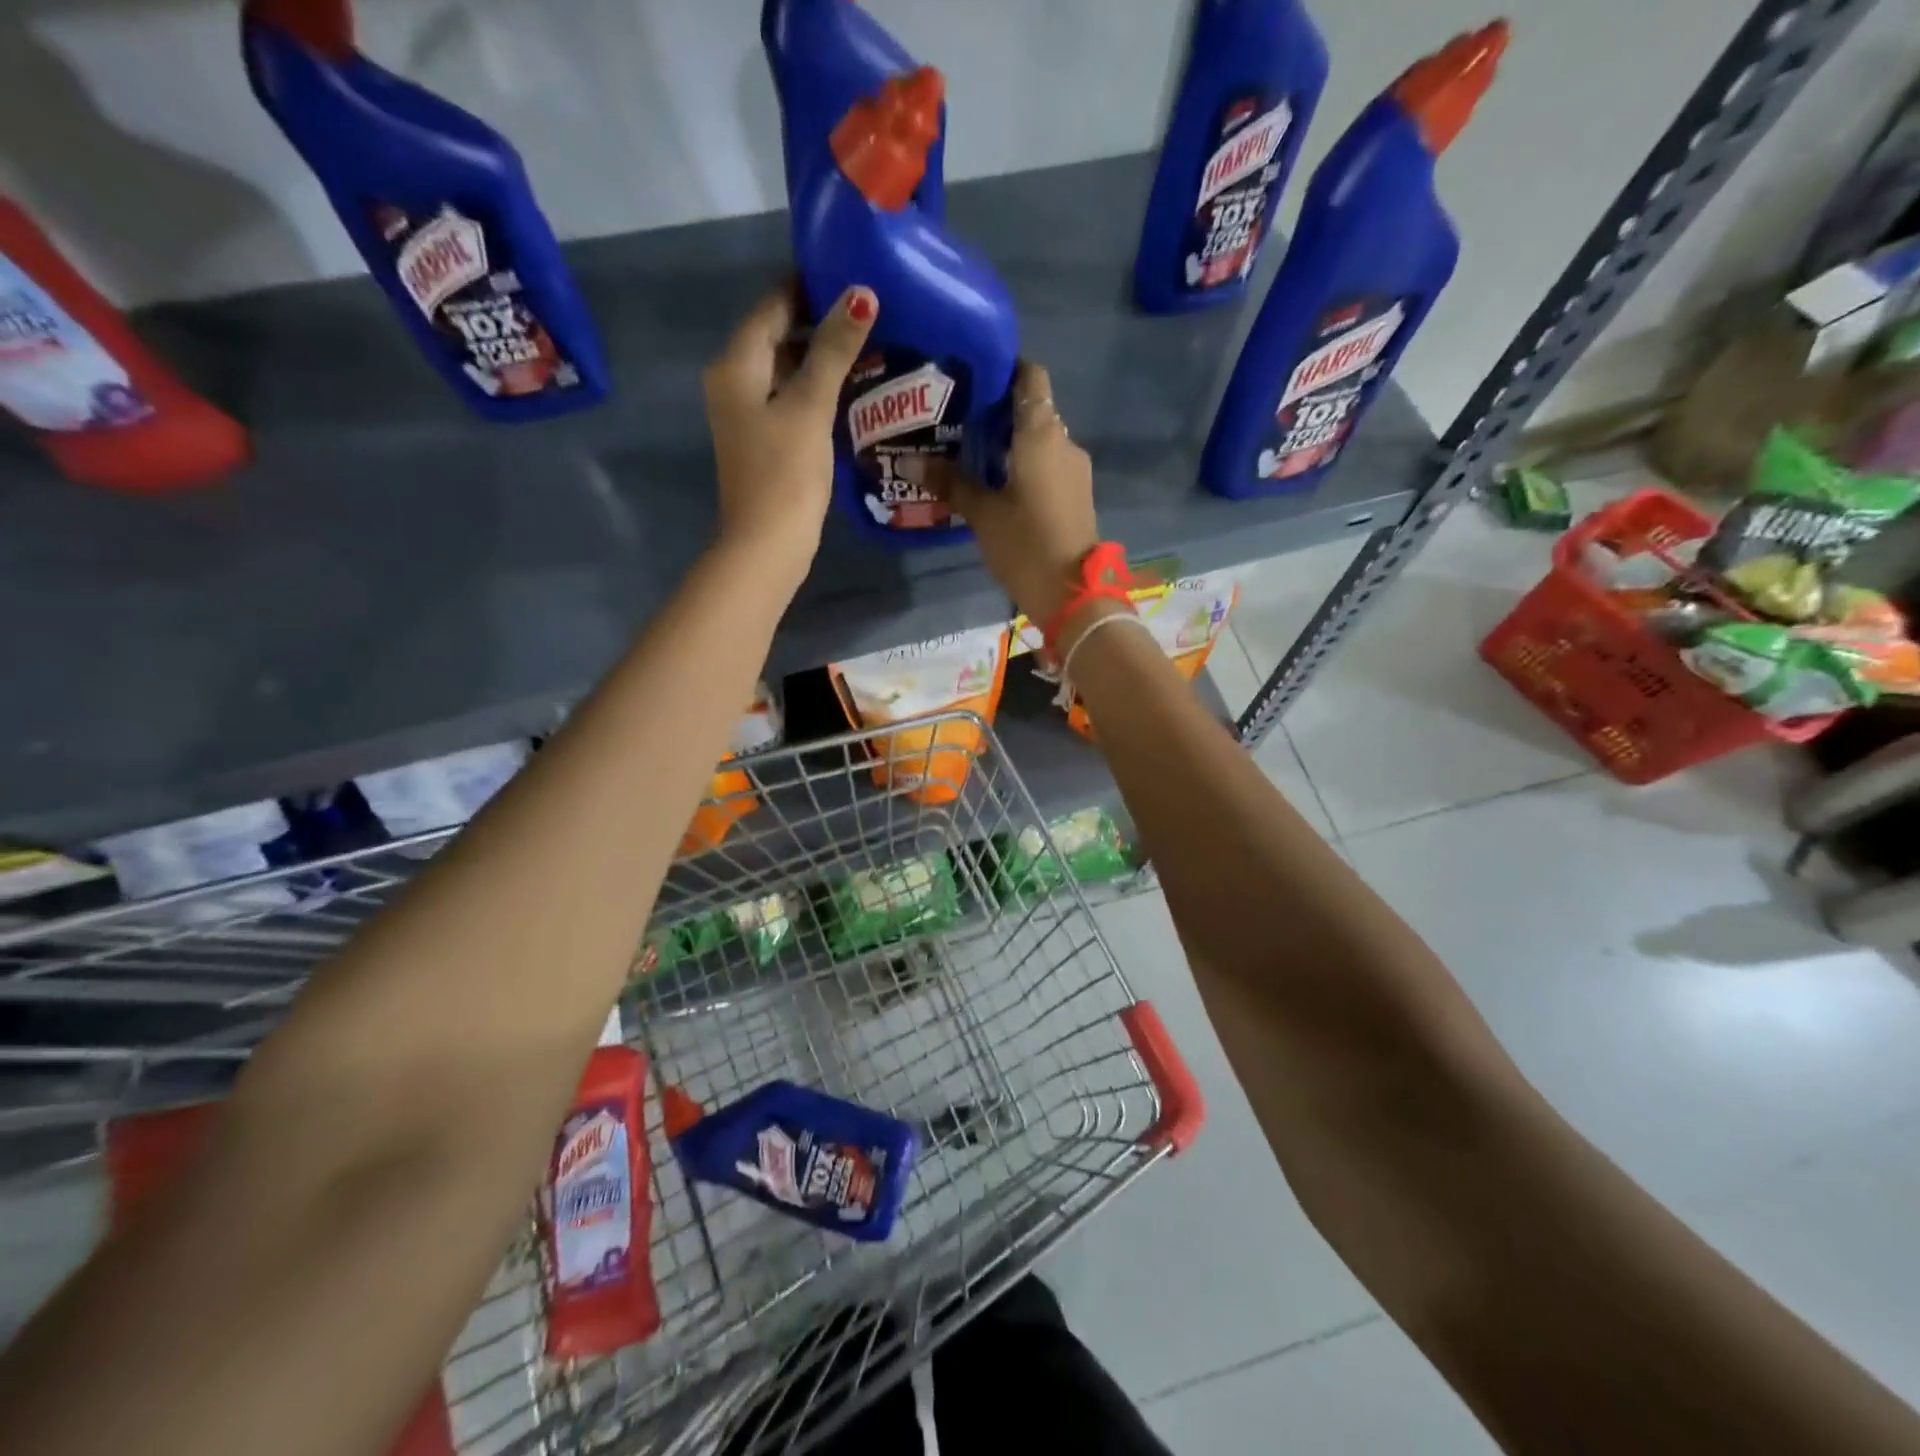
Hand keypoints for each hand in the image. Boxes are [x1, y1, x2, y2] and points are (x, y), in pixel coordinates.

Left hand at [702, 281, 876, 586]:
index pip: (772, 305)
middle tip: (870, 310)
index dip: (808, 285)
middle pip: (777, 335)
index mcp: (736, 365)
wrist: (767, 544)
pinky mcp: (764, 441)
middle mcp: (734, 382)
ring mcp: (747, 415)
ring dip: (822, 357)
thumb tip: (860, 294)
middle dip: (820, 321)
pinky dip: (817, 388)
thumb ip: (834, 350)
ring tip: (870, 343)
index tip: (852, 272)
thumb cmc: (785, 473)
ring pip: (786, 369)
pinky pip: (791, 399)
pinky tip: (851, 388)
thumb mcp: (810, 406)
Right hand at [938, 361, 1099, 625]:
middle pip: (1031, 409)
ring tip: (968, 453)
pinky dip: (1022, 465)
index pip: (1030, 376)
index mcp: (1042, 433)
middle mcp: (1064, 441)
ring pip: (1038, 440)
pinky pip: (1046, 465)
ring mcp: (1074, 469)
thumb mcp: (981, 513)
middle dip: (996, 411)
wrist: (1072, 594)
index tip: (972, 376)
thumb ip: (949, 482)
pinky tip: (994, 482)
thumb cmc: (1025, 544)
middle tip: (955, 419)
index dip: (1004, 368)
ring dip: (1008, 442)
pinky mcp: (1075, 494)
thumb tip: (908, 462)